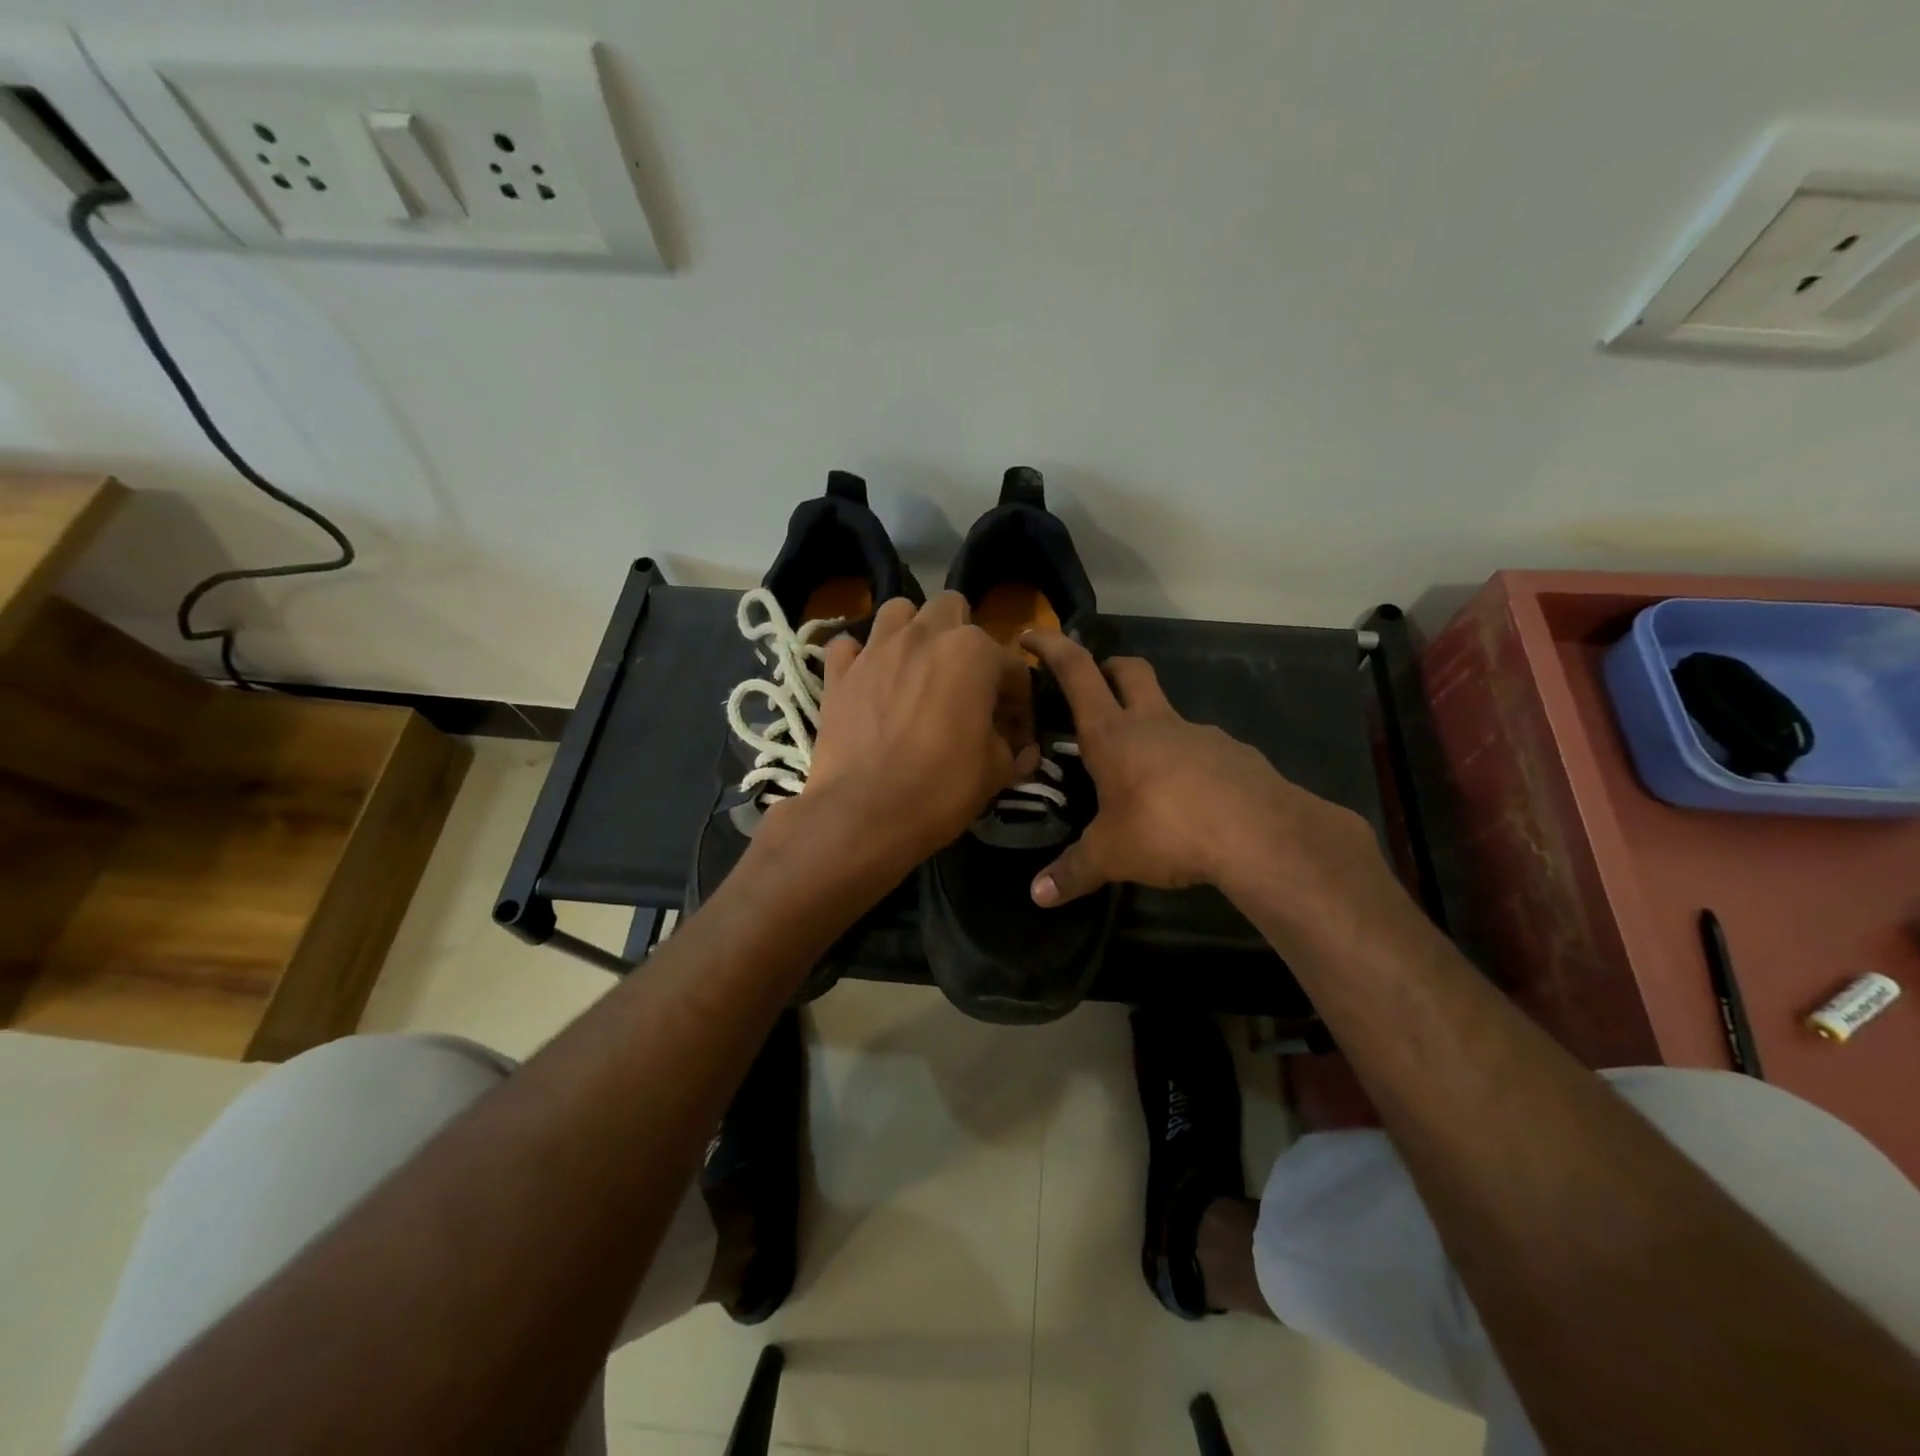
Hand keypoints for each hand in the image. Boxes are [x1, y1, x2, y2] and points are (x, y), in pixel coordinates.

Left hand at [791, 592, 1039, 864]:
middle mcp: (924, 636)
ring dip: (912, 631)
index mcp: (973, 653)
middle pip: (951, 609)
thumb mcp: (995, 773)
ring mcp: (876, 650)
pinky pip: (849, 646)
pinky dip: (860, 658)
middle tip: (965, 682)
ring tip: (916, 668)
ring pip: (898, 611)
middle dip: (964, 638)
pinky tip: (869, 681)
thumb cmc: (940, 789)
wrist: (862, 814)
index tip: (1016, 732)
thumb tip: (1023, 750)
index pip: (1012, 666)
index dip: (1020, 701)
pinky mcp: (838, 673)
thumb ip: (1013, 750)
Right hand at [1022, 630, 1373, 908]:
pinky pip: (1201, 749)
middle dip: (1108, 667)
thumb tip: (1038, 896)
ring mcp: (1199, 734)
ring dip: (1149, 724)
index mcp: (1113, 734)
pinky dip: (1186, 762)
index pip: (1077, 672)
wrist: (1259, 833)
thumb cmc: (1166, 829)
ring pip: (1167, 712)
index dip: (1052, 647)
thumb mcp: (1111, 856)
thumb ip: (1073, 872)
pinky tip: (1186, 799)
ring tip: (1140, 771)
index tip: (1031, 634)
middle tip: (1094, 686)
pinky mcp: (1234, 755)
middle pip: (1130, 670)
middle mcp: (1155, 723)